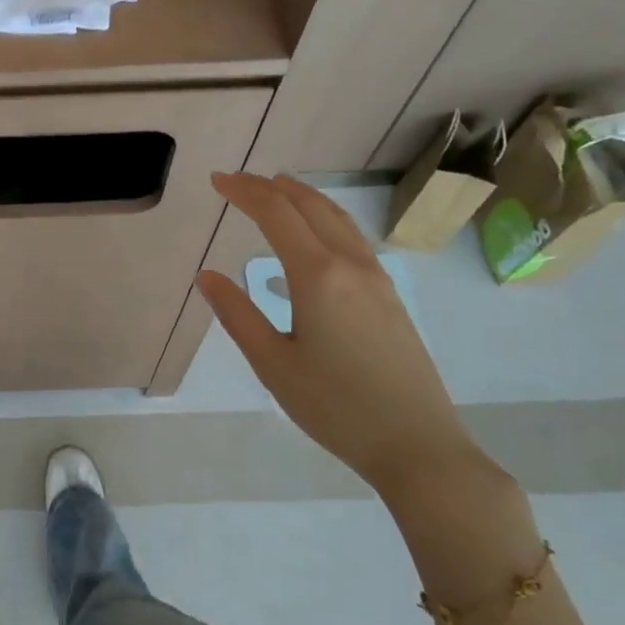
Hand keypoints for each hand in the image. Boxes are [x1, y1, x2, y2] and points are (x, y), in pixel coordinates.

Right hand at [195, 173, 478, 493]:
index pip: (276, 214)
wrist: (416, 444)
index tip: (217, 180)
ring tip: (276, 190)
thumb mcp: (273, 364)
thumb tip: (208, 277)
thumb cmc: (334, 407)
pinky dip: (325, 219)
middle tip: (238, 181)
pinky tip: (314, 237)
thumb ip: (238, 315)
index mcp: (317, 276)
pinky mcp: (389, 296)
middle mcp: (350, 265)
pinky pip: (352, 238)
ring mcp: (377, 279)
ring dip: (303, 198)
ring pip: (337, 219)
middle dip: (271, 187)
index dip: (244, 192)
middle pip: (310, 206)